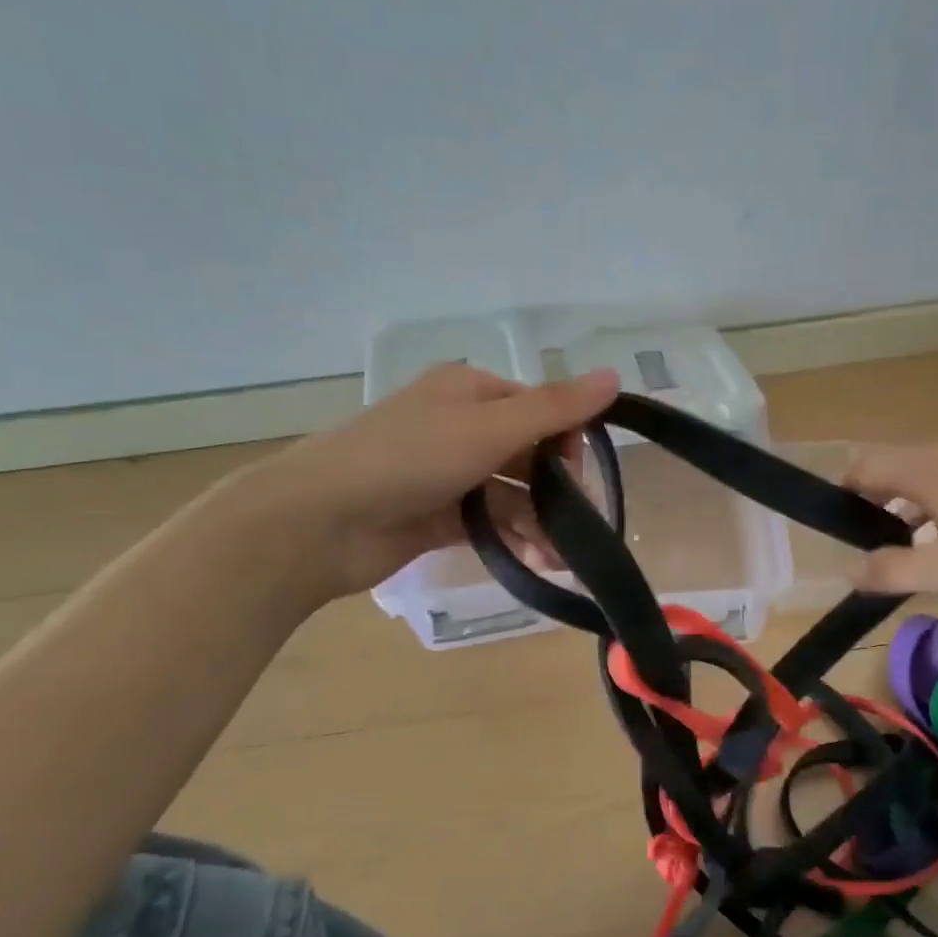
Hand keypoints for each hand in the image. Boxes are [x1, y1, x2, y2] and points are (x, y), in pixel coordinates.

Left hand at [228, 363, 620, 608]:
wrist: (321, 521)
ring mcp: (449, 473)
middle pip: (529, 455)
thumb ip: (554, 408)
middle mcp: (461, 426)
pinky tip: (536, 561)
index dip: (567, 443)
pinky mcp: (439, 515)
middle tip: (578, 530)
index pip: (541, 409)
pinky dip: (515, 538)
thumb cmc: (408, 459)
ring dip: (540, 522)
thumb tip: (616, 375)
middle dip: (557, 492)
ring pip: (512, 493)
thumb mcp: (489, 427)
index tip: (579, 480)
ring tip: (559, 557)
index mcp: (471, 392)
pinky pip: (490, 522)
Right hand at [842, 443, 937, 616]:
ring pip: (926, 474)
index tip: (840, 530)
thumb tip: (848, 570)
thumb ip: (889, 571)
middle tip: (872, 544)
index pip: (864, 465)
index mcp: (929, 470)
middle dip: (872, 499)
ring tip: (910, 547)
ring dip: (905, 503)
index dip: (843, 492)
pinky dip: (937, 505)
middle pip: (894, 464)